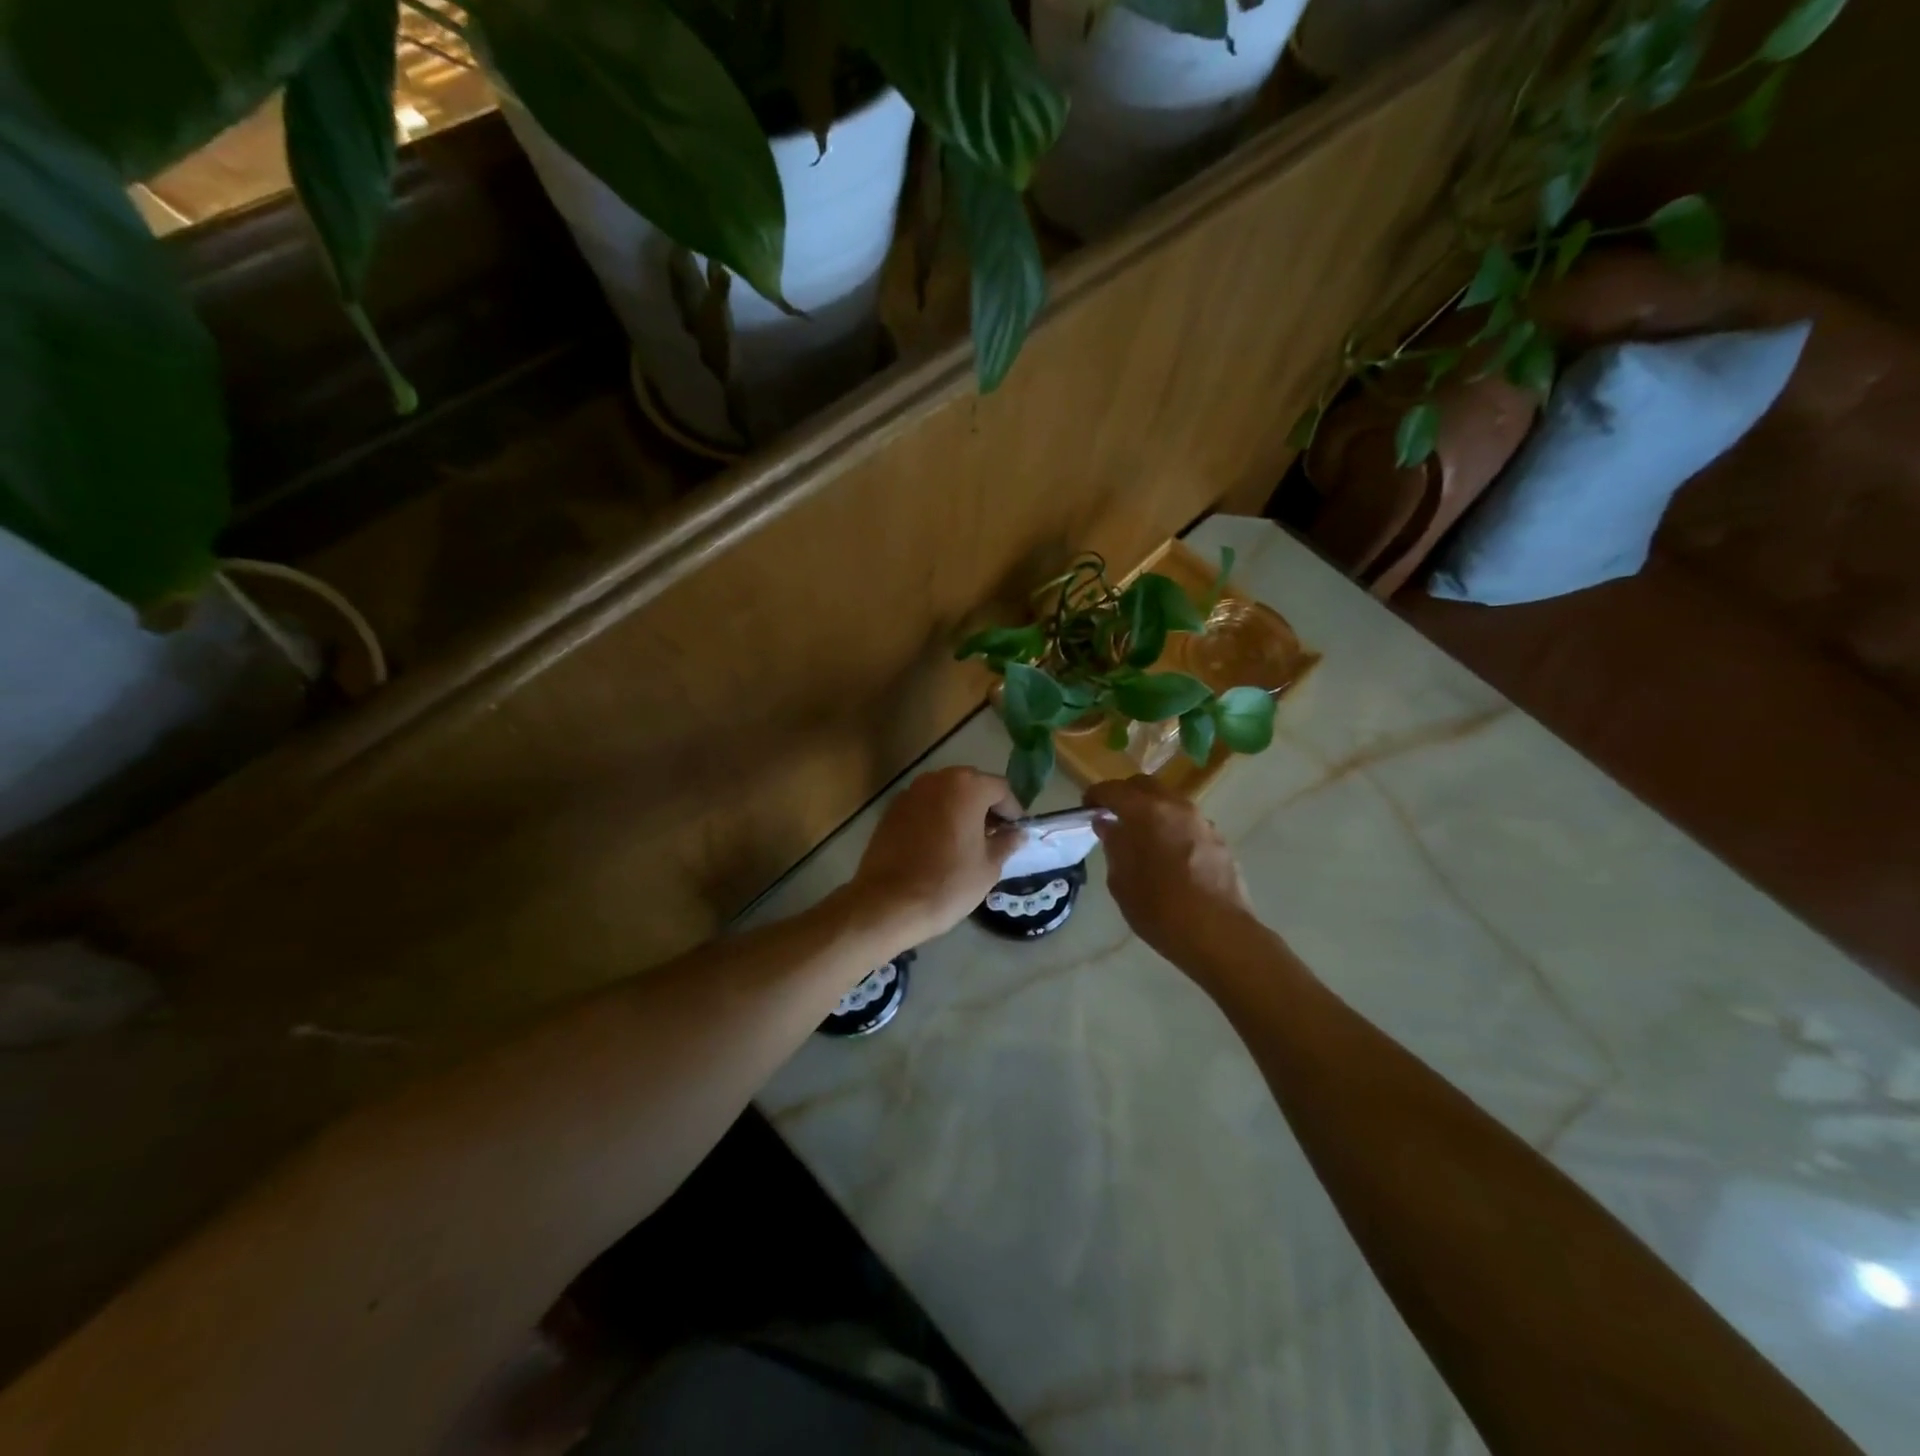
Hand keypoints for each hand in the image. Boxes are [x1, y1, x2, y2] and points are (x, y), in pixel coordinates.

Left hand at [847, 767, 1021, 950]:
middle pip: (971, 785)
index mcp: (967, 787)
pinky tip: (940, 845)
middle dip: (986, 807)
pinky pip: (924, 806)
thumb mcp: (988, 867)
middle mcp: (937, 780)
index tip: (1016, 833)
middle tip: (994, 836)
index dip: (1013, 811)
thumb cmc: (948, 883)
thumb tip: (1017, 834)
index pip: (1001, 789)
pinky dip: (937, 817)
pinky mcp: (891, 810)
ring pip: (946, 794)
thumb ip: (1006, 843)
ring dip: (960, 810)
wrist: (888, 903)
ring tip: (967, 841)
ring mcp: (910, 793)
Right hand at [1084, 775, 1258, 970]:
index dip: (1096, 795)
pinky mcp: (1219, 840)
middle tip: (1113, 815)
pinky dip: (1172, 828)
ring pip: (1170, 802)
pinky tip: (1168, 854)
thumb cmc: (1160, 910)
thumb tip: (1108, 825)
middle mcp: (1176, 807)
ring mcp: (1202, 822)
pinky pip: (1188, 823)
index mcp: (1147, 812)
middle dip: (1126, 795)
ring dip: (1152, 810)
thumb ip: (1114, 846)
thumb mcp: (1122, 881)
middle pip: (1145, 786)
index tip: (1087, 806)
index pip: (1114, 790)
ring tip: (1141, 836)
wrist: (1219, 934)